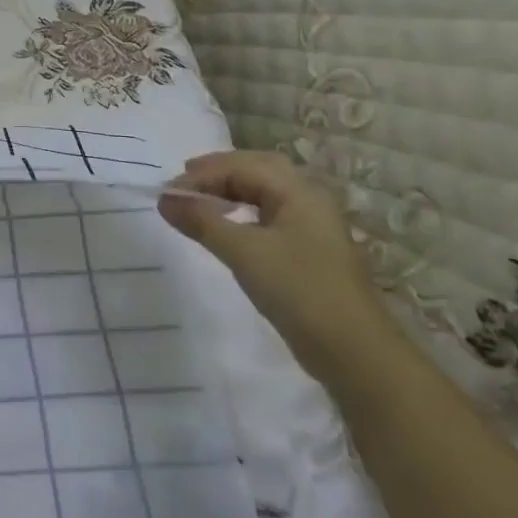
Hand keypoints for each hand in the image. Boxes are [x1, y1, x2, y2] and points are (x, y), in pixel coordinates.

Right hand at [158, 150, 398, 383]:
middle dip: (220, 171)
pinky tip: (228, 228)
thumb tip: (164, 199)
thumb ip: (202, 221)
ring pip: (265, 194)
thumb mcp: (243, 252)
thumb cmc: (298, 290)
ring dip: (231, 191)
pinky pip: (269, 217)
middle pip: (259, 170)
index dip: (202, 174)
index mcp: (299, 192)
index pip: (243, 166)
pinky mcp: (308, 253)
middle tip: (185, 179)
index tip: (167, 193)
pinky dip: (242, 213)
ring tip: (200, 200)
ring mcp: (311, 228)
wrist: (353, 351)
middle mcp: (308, 201)